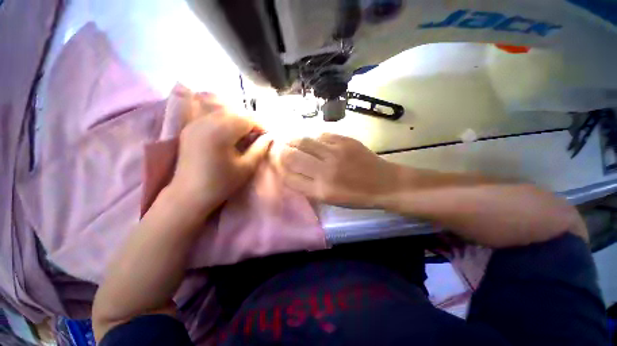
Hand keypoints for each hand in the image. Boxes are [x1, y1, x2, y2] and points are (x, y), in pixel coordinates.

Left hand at [169, 95, 271, 211]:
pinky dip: (225, 122)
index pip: (246, 119)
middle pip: (235, 113)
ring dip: (238, 121)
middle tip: (258, 136)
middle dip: (250, 122)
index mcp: (220, 132)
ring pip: (223, 113)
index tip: (267, 136)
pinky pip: (212, 118)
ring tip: (246, 135)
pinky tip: (229, 134)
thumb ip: (260, 148)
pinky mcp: (189, 129)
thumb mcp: (247, 167)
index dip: (260, 125)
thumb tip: (270, 136)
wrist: (189, 194)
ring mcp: (194, 124)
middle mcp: (205, 122)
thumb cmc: (222, 183)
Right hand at [279, 133, 399, 207]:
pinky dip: (312, 138)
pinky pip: (320, 134)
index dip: (278, 168)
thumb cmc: (356, 196)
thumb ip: (307, 186)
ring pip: (303, 141)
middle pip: (291, 156)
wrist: (384, 183)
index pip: (288, 177)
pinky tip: (312, 140)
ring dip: (292, 140)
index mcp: (320, 191)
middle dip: (280, 151)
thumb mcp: (329, 199)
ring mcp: (335, 152)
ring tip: (289, 140)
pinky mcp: (345, 140)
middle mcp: (325, 171)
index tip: (276, 163)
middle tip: (278, 148)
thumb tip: (289, 171)